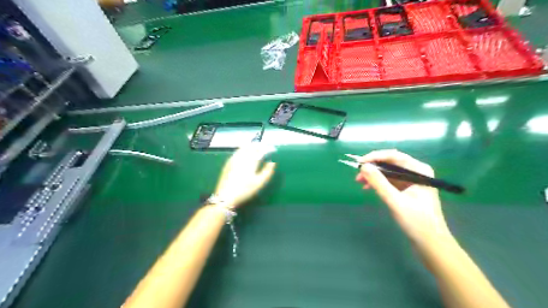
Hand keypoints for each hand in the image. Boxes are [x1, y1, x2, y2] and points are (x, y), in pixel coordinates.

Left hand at [211, 144, 275, 209]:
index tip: (273, 149)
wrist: (225, 196)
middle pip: (251, 146)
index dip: (267, 148)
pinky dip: (243, 149)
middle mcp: (242, 157)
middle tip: (265, 146)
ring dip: (251, 145)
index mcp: (251, 161)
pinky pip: (237, 151)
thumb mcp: (260, 183)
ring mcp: (234, 159)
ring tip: (256, 147)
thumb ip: (267, 171)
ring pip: (243, 148)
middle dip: (259, 145)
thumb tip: (272, 162)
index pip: (261, 150)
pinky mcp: (228, 163)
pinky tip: (244, 152)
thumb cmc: (245, 190)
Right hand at [358, 150, 451, 247]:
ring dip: (374, 175)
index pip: (394, 156)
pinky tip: (368, 188)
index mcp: (419, 170)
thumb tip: (363, 167)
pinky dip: (379, 183)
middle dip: (373, 167)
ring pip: (389, 172)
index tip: (360, 163)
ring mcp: (412, 181)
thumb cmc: (417, 222)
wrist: (431, 244)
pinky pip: (390, 181)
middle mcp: (416, 172)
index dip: (375, 157)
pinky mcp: (407, 190)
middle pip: (391, 163)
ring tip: (359, 182)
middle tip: (358, 174)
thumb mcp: (395, 201)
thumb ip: (379, 182)